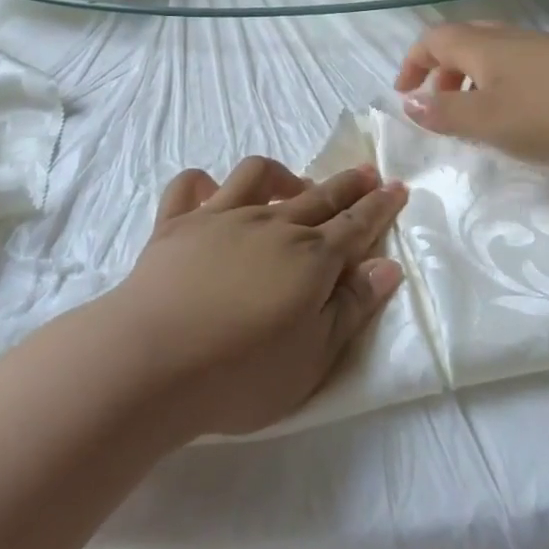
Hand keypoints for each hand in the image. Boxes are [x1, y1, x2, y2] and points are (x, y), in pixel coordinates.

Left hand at [106, 156, 406, 437]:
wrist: (151, 362)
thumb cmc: (240, 374)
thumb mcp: (313, 358)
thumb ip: (352, 308)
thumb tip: (387, 266)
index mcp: (309, 258)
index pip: (355, 225)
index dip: (379, 207)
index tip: (397, 186)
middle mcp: (271, 225)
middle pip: (318, 195)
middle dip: (347, 183)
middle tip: (366, 173)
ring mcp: (220, 217)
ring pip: (258, 176)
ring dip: (282, 175)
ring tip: (293, 185)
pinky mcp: (176, 223)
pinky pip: (190, 186)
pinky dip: (203, 183)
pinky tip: (212, 192)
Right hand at [394, 23, 548, 162]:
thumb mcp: (489, 121)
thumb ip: (445, 114)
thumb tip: (408, 103)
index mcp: (482, 46)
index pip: (433, 39)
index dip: (412, 63)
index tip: (402, 94)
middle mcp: (510, 38)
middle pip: (462, 42)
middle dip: (441, 71)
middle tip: (437, 106)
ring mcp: (544, 48)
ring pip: (493, 55)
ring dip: (472, 81)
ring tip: (477, 118)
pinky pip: (519, 67)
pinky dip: (502, 86)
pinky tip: (522, 117)